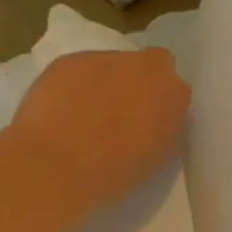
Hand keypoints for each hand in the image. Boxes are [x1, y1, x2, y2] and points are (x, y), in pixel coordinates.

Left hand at [10, 48, 190, 209]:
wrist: (57, 165)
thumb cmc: (114, 173)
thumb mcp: (156, 158)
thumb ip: (163, 129)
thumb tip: (154, 119)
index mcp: (173, 93)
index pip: (174, 89)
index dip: (159, 103)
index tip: (148, 122)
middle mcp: (144, 65)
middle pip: (144, 68)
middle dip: (134, 86)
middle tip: (117, 116)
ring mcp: (104, 58)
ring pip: (109, 66)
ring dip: (102, 84)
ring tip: (84, 117)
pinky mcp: (68, 60)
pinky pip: (78, 70)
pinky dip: (73, 86)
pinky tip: (61, 112)